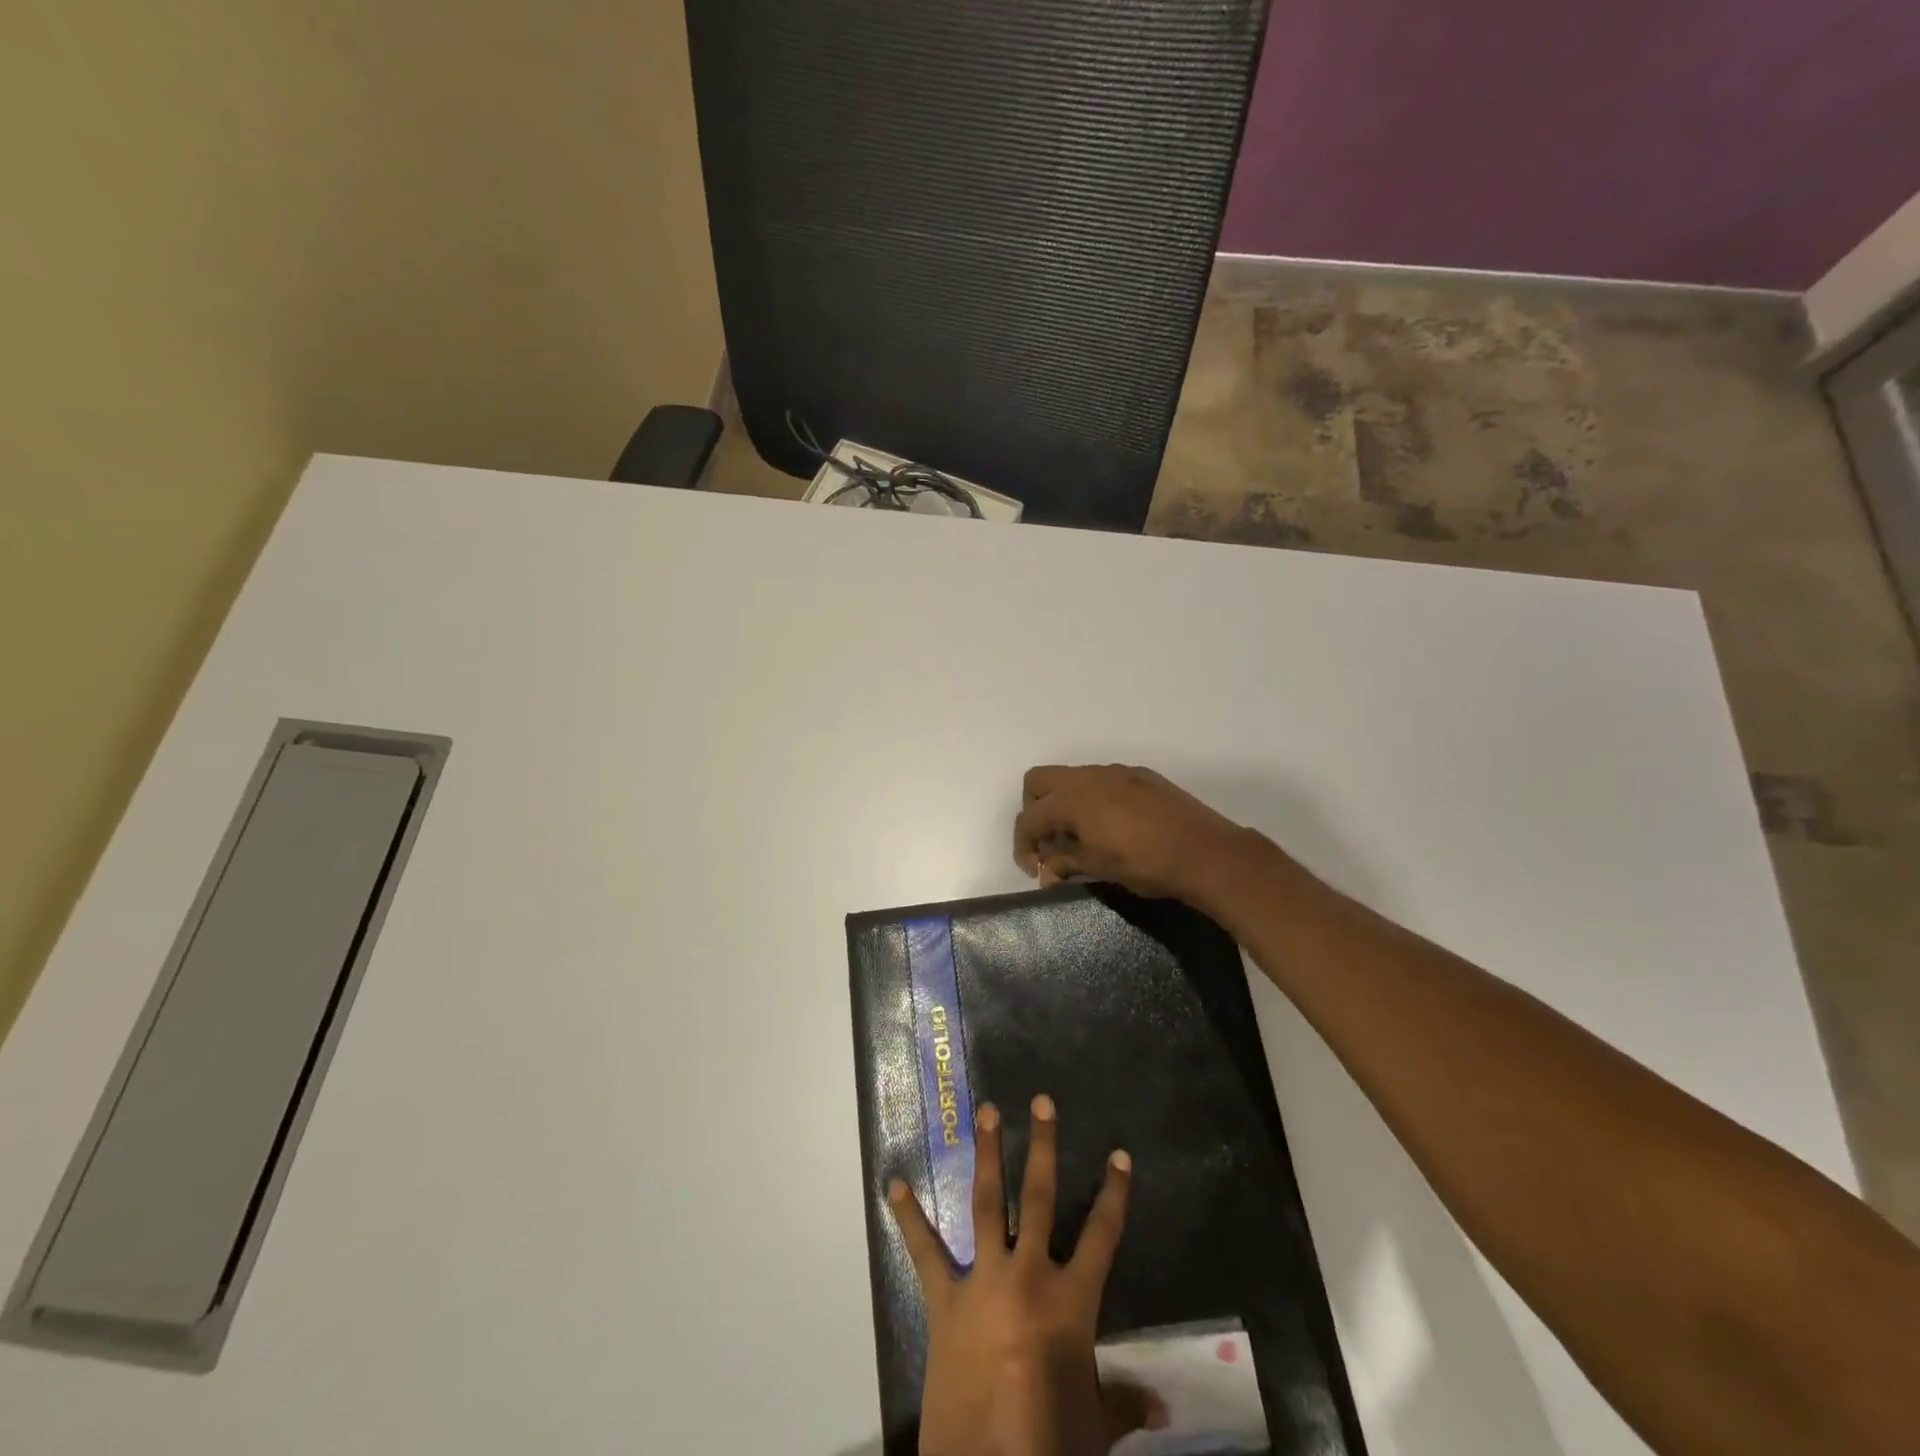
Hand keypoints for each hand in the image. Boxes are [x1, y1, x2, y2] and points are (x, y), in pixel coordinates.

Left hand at [889, 1095, 1151, 1455]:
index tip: (1119, 1154)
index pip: (1102, 1235)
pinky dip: (908, 1218)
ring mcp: (983, 1279)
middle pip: (1039, 1198)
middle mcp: (1027, 1274)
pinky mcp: (944, 1299)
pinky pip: (925, 1252)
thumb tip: (1163, 1407)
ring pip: (987, 1203)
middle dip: (1043, 1147)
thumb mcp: (1094, 1426)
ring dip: (987, 1155)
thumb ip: (1123, 1402)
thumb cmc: (1049, 1444)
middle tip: (1041, 1101)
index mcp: (1070, 1300)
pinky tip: (893, 1184)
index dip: (1114, 1194)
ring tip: (986, 1112)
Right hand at [1014, 765, 1251, 899]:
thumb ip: (1065, 862)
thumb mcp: (1098, 867)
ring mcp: (1115, 772)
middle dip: (1034, 811)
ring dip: (1064, 803)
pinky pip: (1101, 780)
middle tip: (1049, 841)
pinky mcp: (1139, 775)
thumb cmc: (1145, 864)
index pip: (1029, 819)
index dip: (1023, 846)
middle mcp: (1088, 777)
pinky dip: (1092, 799)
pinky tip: (1111, 826)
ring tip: (1080, 837)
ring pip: (1072, 778)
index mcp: (1072, 800)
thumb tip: (1047, 870)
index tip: (1035, 870)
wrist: (1204, 852)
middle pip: (1038, 782)